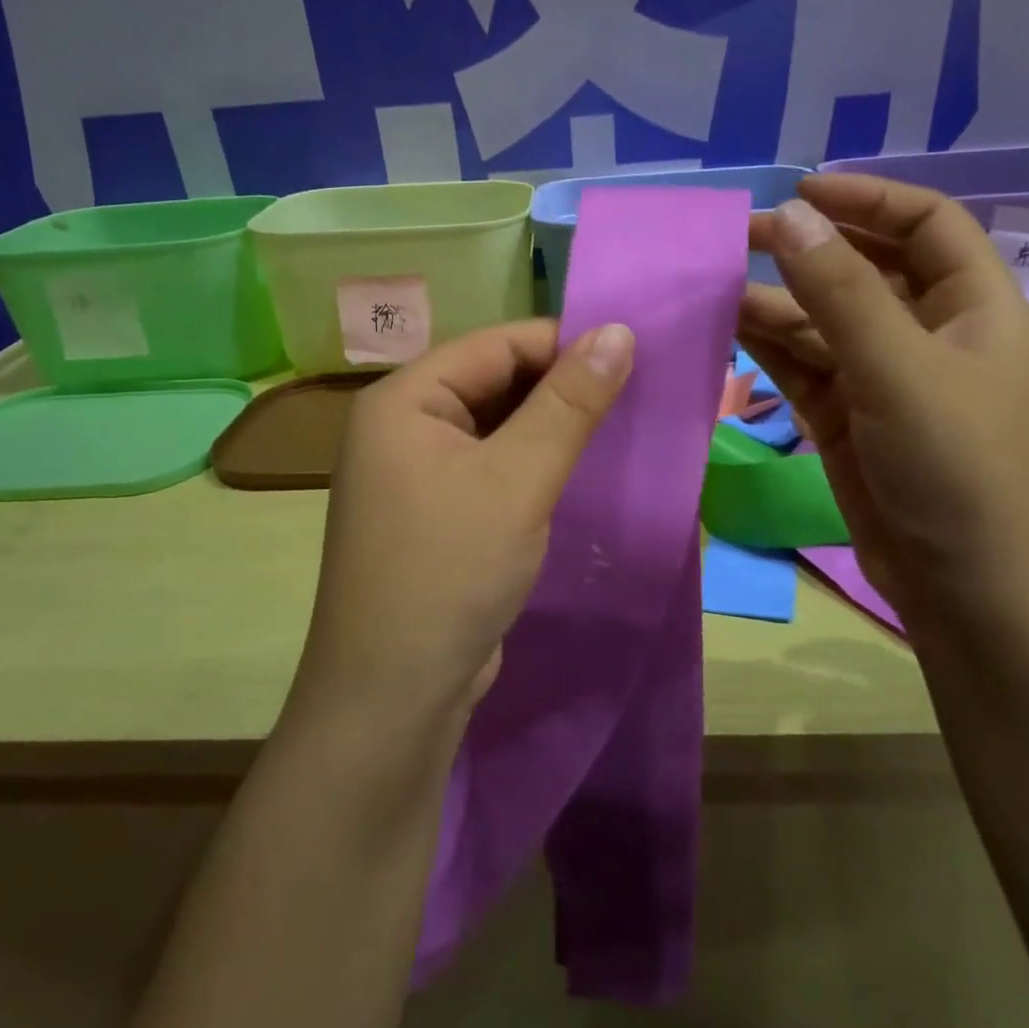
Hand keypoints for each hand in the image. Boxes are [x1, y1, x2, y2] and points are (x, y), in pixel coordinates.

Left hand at [292, 319, 634, 733]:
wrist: (393, 696)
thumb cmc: (450, 571)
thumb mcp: (518, 480)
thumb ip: (569, 404)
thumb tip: (618, 330)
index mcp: (403, 400)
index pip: (495, 345)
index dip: (563, 344)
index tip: (632, 356)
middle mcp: (402, 428)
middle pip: (493, 383)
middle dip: (561, 389)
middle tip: (635, 396)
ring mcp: (415, 475)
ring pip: (497, 429)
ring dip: (552, 430)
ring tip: (619, 430)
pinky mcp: (436, 515)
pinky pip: (491, 469)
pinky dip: (533, 466)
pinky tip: (578, 474)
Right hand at [741, 173, 1028, 628]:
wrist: (969, 593)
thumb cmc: (958, 469)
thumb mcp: (899, 369)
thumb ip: (839, 291)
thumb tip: (787, 215)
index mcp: (973, 307)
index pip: (926, 224)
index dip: (867, 198)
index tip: (799, 190)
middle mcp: (929, 335)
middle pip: (865, 270)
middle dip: (807, 249)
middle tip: (736, 237)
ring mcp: (883, 381)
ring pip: (822, 322)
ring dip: (774, 302)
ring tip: (712, 285)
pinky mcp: (846, 420)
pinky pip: (802, 367)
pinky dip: (766, 347)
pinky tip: (724, 330)